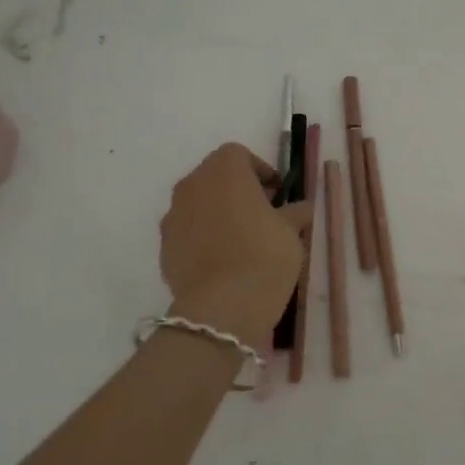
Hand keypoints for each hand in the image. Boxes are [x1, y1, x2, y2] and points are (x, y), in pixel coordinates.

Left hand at [158, 143, 310, 338]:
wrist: (222, 308)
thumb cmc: (264, 255)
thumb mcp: (293, 231)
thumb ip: (296, 212)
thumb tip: (300, 207)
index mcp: (224, 170)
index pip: (239, 155)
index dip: (260, 170)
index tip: (277, 194)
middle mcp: (193, 184)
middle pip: (216, 177)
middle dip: (238, 190)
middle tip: (262, 214)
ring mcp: (173, 216)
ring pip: (199, 204)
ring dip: (218, 213)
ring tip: (241, 240)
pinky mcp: (164, 247)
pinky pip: (188, 232)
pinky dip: (203, 237)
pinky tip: (223, 261)